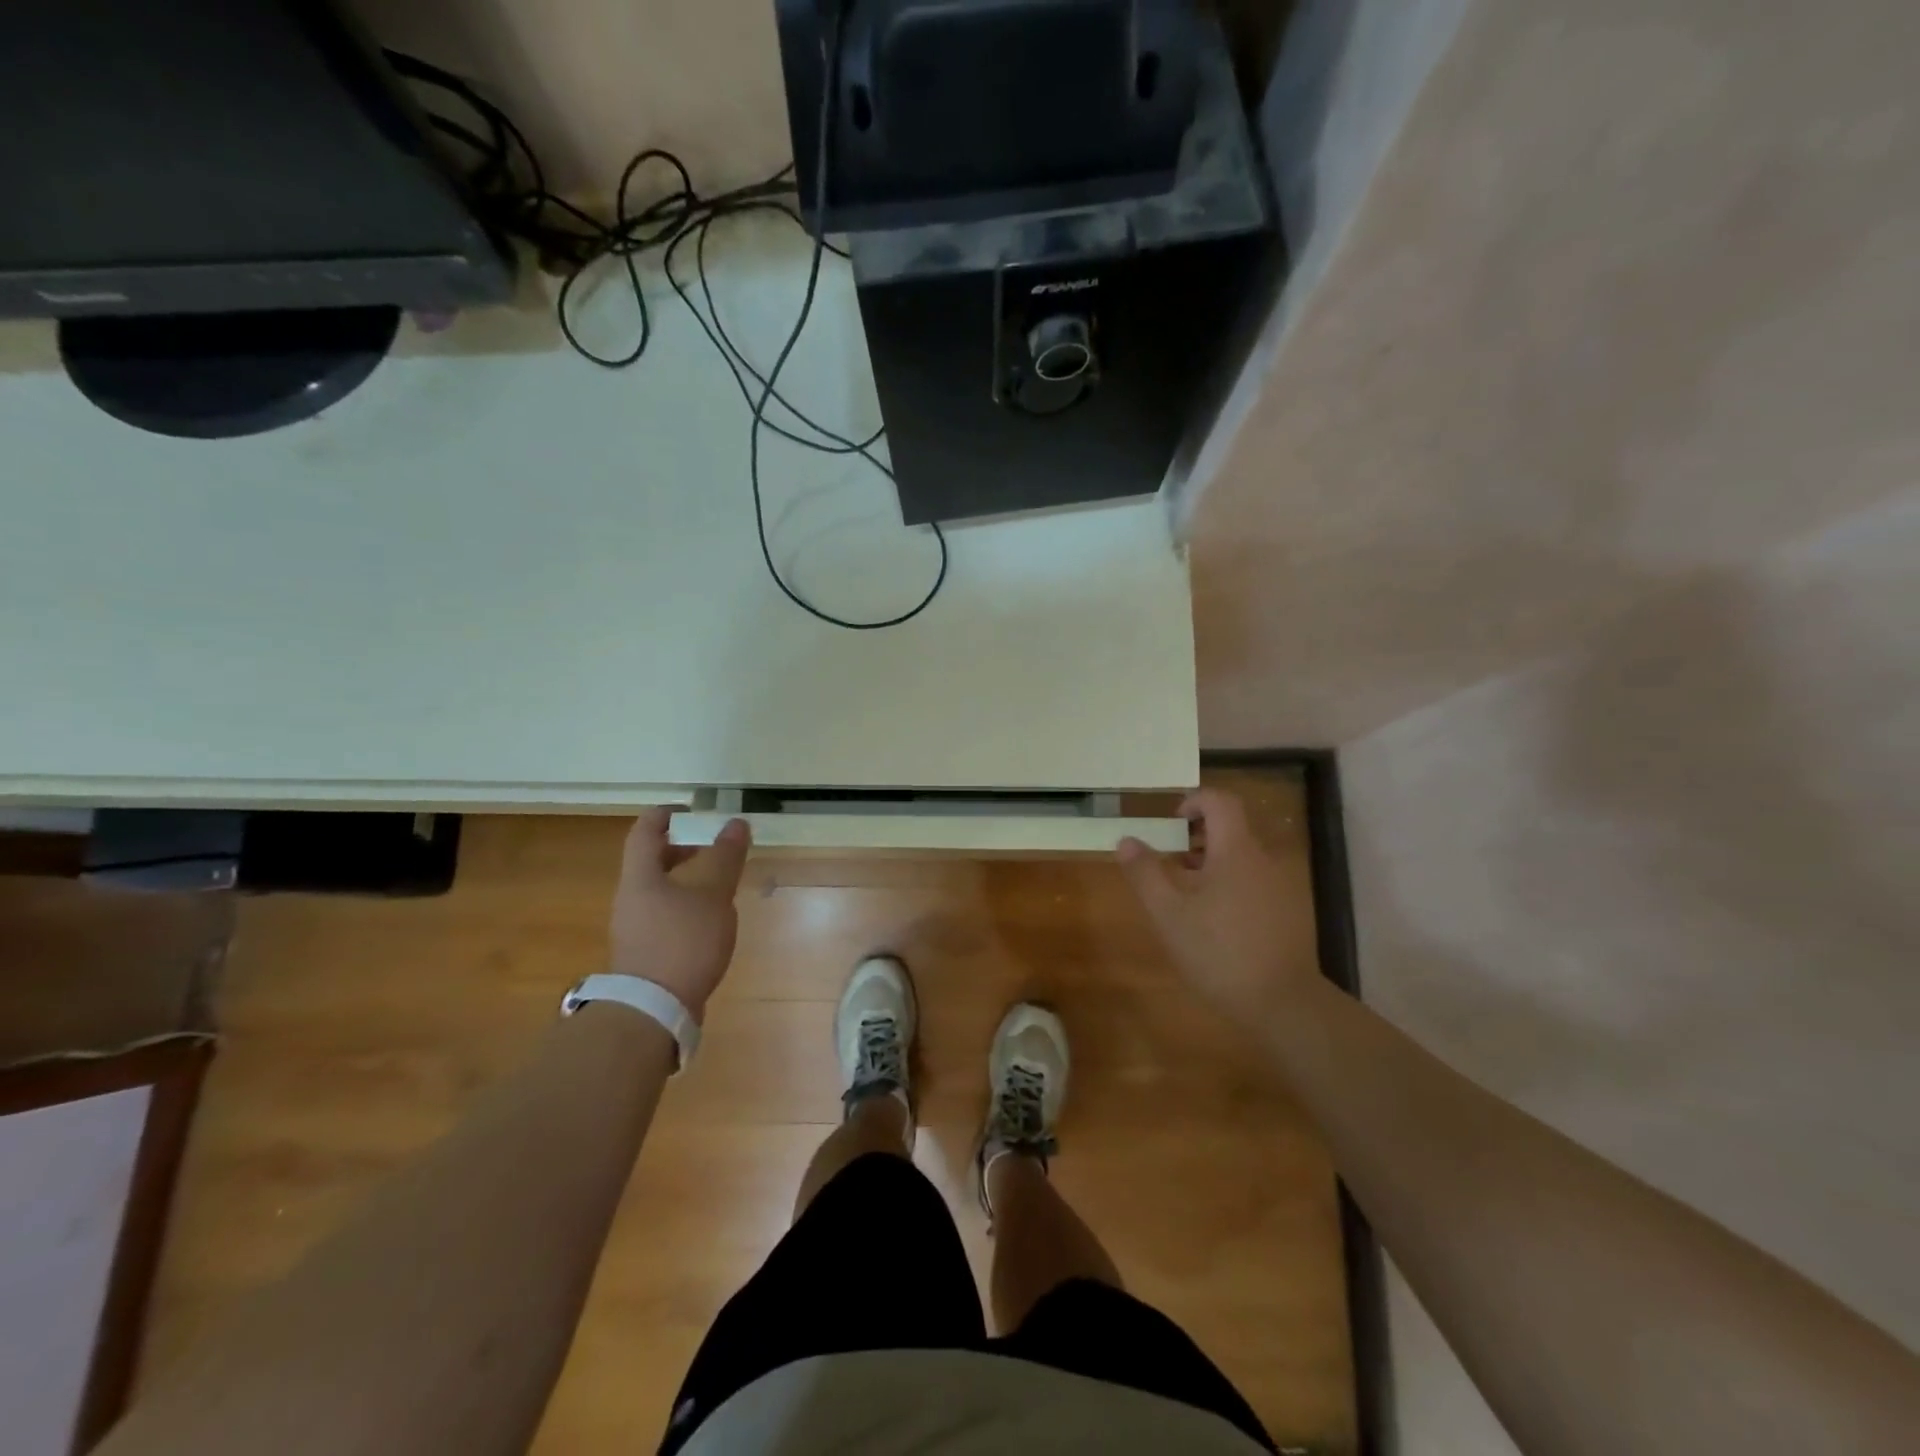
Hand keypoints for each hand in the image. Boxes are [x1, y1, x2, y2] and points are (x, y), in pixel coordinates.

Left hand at [608, 809, 751, 1020]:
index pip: (645, 832)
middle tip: (710, 845)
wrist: (652, 1011)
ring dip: (684, 879)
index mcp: (640, 877)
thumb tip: (736, 823)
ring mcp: (633, 929)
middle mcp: (630, 899)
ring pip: (656, 890)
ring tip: (716, 884)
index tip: (689, 809)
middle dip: (680, 848)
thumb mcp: (713, 896)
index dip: (665, 814)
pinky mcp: (642, 954)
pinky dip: (683, 906)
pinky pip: (661, 916)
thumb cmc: (683, 942)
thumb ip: (725, 858)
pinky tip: (708, 921)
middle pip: (649, 862)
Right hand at [1117, 788, 1321, 1018]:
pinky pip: (1256, 880)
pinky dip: (1232, 883)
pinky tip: (1216, 920)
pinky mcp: (1291, 911)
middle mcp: (1265, 859)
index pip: (1220, 801)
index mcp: (1237, 851)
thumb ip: (1145, 873)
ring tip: (1188, 894)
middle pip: (1232, 828)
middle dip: (1198, 836)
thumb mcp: (1169, 914)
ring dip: (1213, 862)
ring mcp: (1283, 886)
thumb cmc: (1219, 952)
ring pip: (1243, 857)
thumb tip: (1126, 840)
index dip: (1194, 801)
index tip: (1172, 822)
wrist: (1283, 1004)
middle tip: (1171, 861)